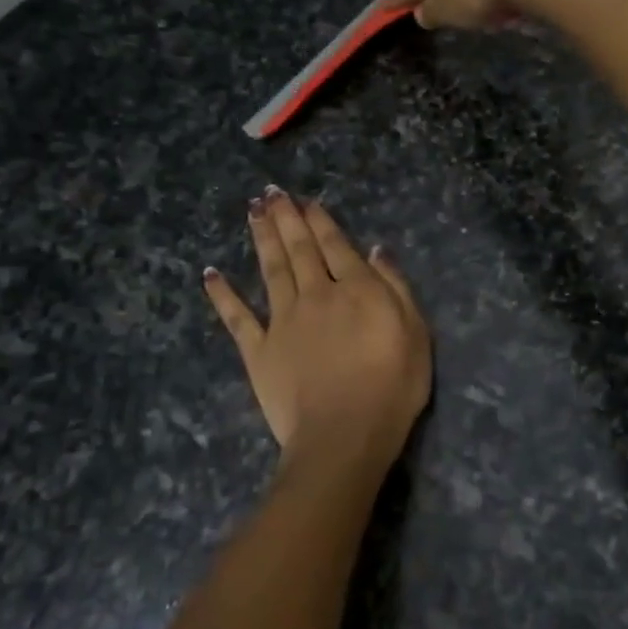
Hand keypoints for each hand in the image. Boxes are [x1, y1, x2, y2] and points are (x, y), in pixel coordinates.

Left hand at [203, 189, 430, 487]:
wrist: (344, 436)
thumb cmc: (392, 388)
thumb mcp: (417, 334)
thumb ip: (396, 288)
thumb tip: (376, 250)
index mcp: (356, 289)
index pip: (336, 246)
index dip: (320, 221)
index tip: (306, 201)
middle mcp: (316, 295)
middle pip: (299, 249)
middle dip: (286, 218)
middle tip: (270, 193)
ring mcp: (282, 321)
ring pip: (270, 270)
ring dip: (261, 238)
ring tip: (252, 211)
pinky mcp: (258, 350)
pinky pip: (236, 317)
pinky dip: (222, 295)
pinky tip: (211, 274)